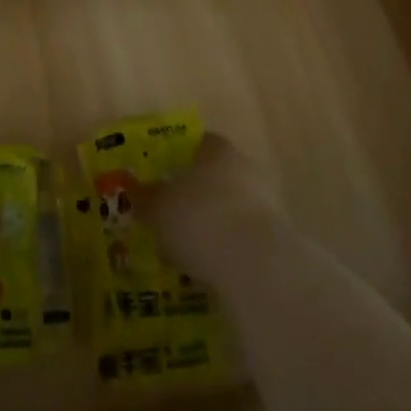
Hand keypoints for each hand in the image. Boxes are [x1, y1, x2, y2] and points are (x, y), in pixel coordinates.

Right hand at [142, 135, 286, 279]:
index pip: (196, 143)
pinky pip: (242, 236)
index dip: (177, 159)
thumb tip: (134, 190)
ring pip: (229, 207)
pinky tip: (210, 267)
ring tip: (188, 249)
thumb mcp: (158, 209)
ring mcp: (265, 201)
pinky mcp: (276, 237)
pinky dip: (227, 248)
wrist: (256, 265)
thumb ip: (145, 198)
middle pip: (214, 176)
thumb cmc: (200, 220)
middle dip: (195, 195)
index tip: (162, 179)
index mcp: (215, 149)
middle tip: (172, 216)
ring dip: (213, 223)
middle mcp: (243, 166)